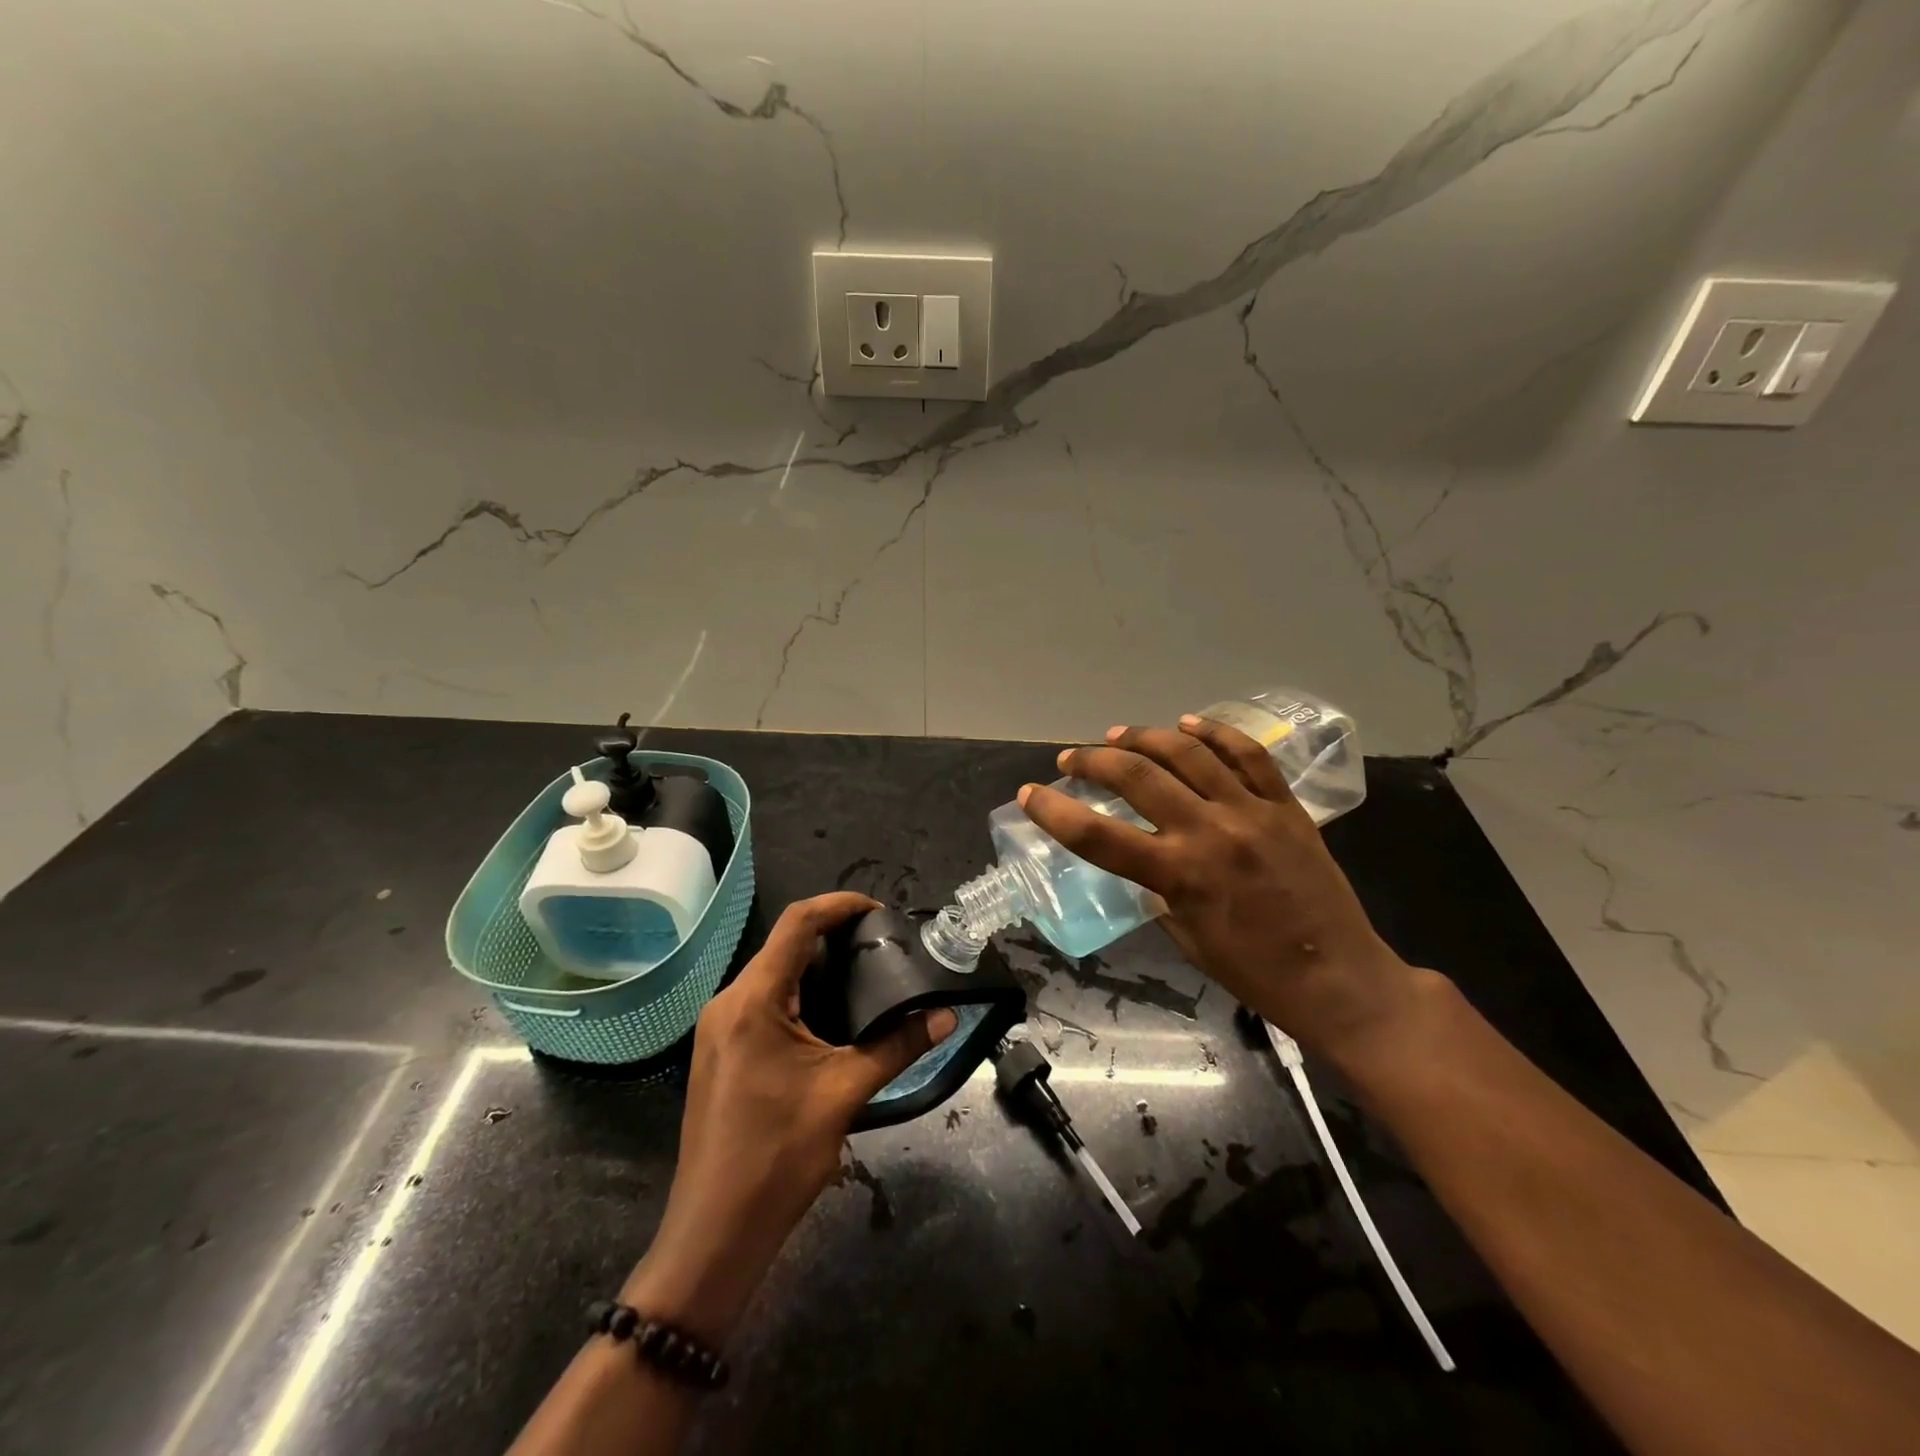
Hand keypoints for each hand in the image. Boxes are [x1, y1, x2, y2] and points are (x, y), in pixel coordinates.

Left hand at [623, 892, 956, 1342]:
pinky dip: (801, 995)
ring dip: (818, 967)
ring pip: (774, 975)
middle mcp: (729, 1002)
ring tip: (867, 974)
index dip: (839, 905)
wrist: (714, 1233)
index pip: (797, 924)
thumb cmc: (777, 1156)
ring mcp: (720, 1029)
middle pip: (784, 946)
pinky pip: (764, 1003)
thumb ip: (897, 1045)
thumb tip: (946, 1015)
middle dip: (834, 937)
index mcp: (752, 1000)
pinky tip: (834, 1015)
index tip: (881, 910)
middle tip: (883, 945)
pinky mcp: (722, 1052)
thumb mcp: (845, 1093)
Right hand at [1020, 718, 1420, 1058]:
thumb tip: (1145, 862)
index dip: (1055, 812)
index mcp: (1180, 875)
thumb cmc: (1256, 973)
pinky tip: (1187, 723)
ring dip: (1143, 737)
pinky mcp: (1286, 805)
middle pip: (1137, 776)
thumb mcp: (1188, 939)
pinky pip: (1247, 754)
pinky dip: (1213, 732)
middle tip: (1071, 759)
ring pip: (1187, 752)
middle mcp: (1210, 831)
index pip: (1097, 835)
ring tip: (1116, 736)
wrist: (1341, 979)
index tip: (1030, 794)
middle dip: (1092, 760)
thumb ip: (1160, 891)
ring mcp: (1251, 811)